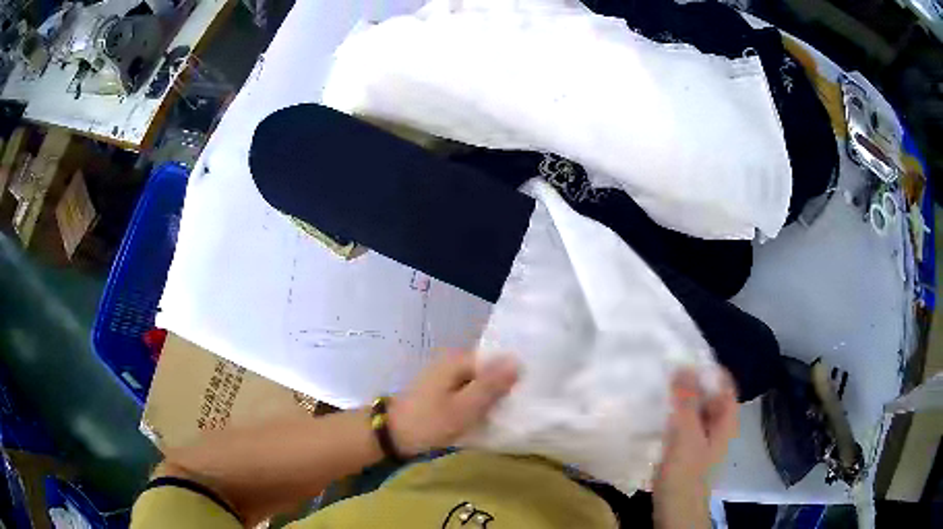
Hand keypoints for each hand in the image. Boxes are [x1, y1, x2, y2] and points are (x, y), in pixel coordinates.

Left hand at [389, 351, 518, 456]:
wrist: (392, 436)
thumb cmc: (429, 422)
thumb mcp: (465, 407)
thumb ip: (491, 385)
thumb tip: (518, 360)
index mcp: (458, 359)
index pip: (497, 359)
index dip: (513, 375)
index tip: (526, 395)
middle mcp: (452, 361)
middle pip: (488, 370)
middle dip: (502, 387)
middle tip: (518, 409)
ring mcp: (445, 375)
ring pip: (479, 382)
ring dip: (490, 397)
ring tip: (506, 414)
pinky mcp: (441, 389)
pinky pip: (468, 391)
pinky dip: (477, 401)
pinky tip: (485, 415)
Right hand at [653, 368, 737, 528]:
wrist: (676, 509)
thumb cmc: (685, 473)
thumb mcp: (686, 434)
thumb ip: (686, 401)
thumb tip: (683, 365)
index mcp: (726, 419)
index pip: (724, 381)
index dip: (708, 367)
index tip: (685, 355)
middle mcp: (719, 425)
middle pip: (710, 394)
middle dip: (692, 381)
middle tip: (667, 369)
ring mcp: (705, 438)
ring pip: (696, 408)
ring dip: (682, 398)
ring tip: (660, 386)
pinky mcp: (690, 449)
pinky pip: (686, 423)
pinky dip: (676, 414)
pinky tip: (658, 412)